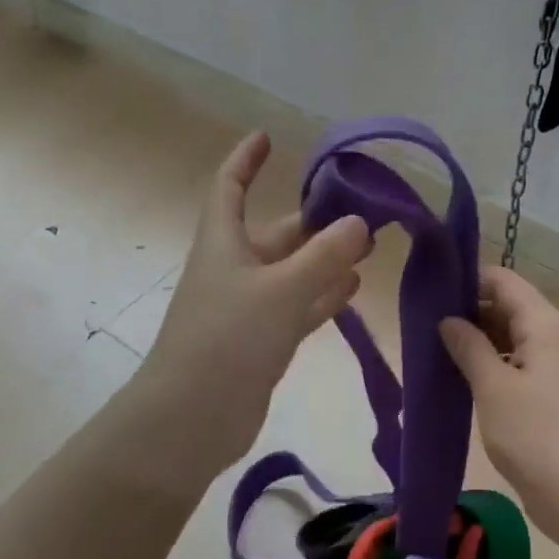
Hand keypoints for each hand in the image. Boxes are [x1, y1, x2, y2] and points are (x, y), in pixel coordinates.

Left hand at [141, 132, 370, 469]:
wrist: (190, 420)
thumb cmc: (227, 340)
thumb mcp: (281, 291)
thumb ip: (324, 257)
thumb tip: (359, 222)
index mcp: (223, 243)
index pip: (229, 187)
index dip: (245, 161)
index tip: (268, 137)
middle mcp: (234, 269)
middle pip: (276, 233)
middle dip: (314, 221)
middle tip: (363, 211)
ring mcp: (247, 308)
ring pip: (292, 272)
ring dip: (325, 259)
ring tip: (367, 247)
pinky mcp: (260, 341)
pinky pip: (297, 307)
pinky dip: (322, 296)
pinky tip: (353, 289)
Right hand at [440, 267, 558, 524]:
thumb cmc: (535, 435)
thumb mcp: (492, 386)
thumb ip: (468, 345)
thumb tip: (448, 319)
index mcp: (544, 324)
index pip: (503, 281)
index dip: (468, 281)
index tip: (431, 292)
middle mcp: (554, 336)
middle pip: (508, 306)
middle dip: (468, 312)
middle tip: (424, 325)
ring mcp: (555, 365)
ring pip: (511, 336)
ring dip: (477, 340)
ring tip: (435, 349)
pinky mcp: (551, 393)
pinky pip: (516, 363)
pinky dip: (490, 364)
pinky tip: (460, 377)